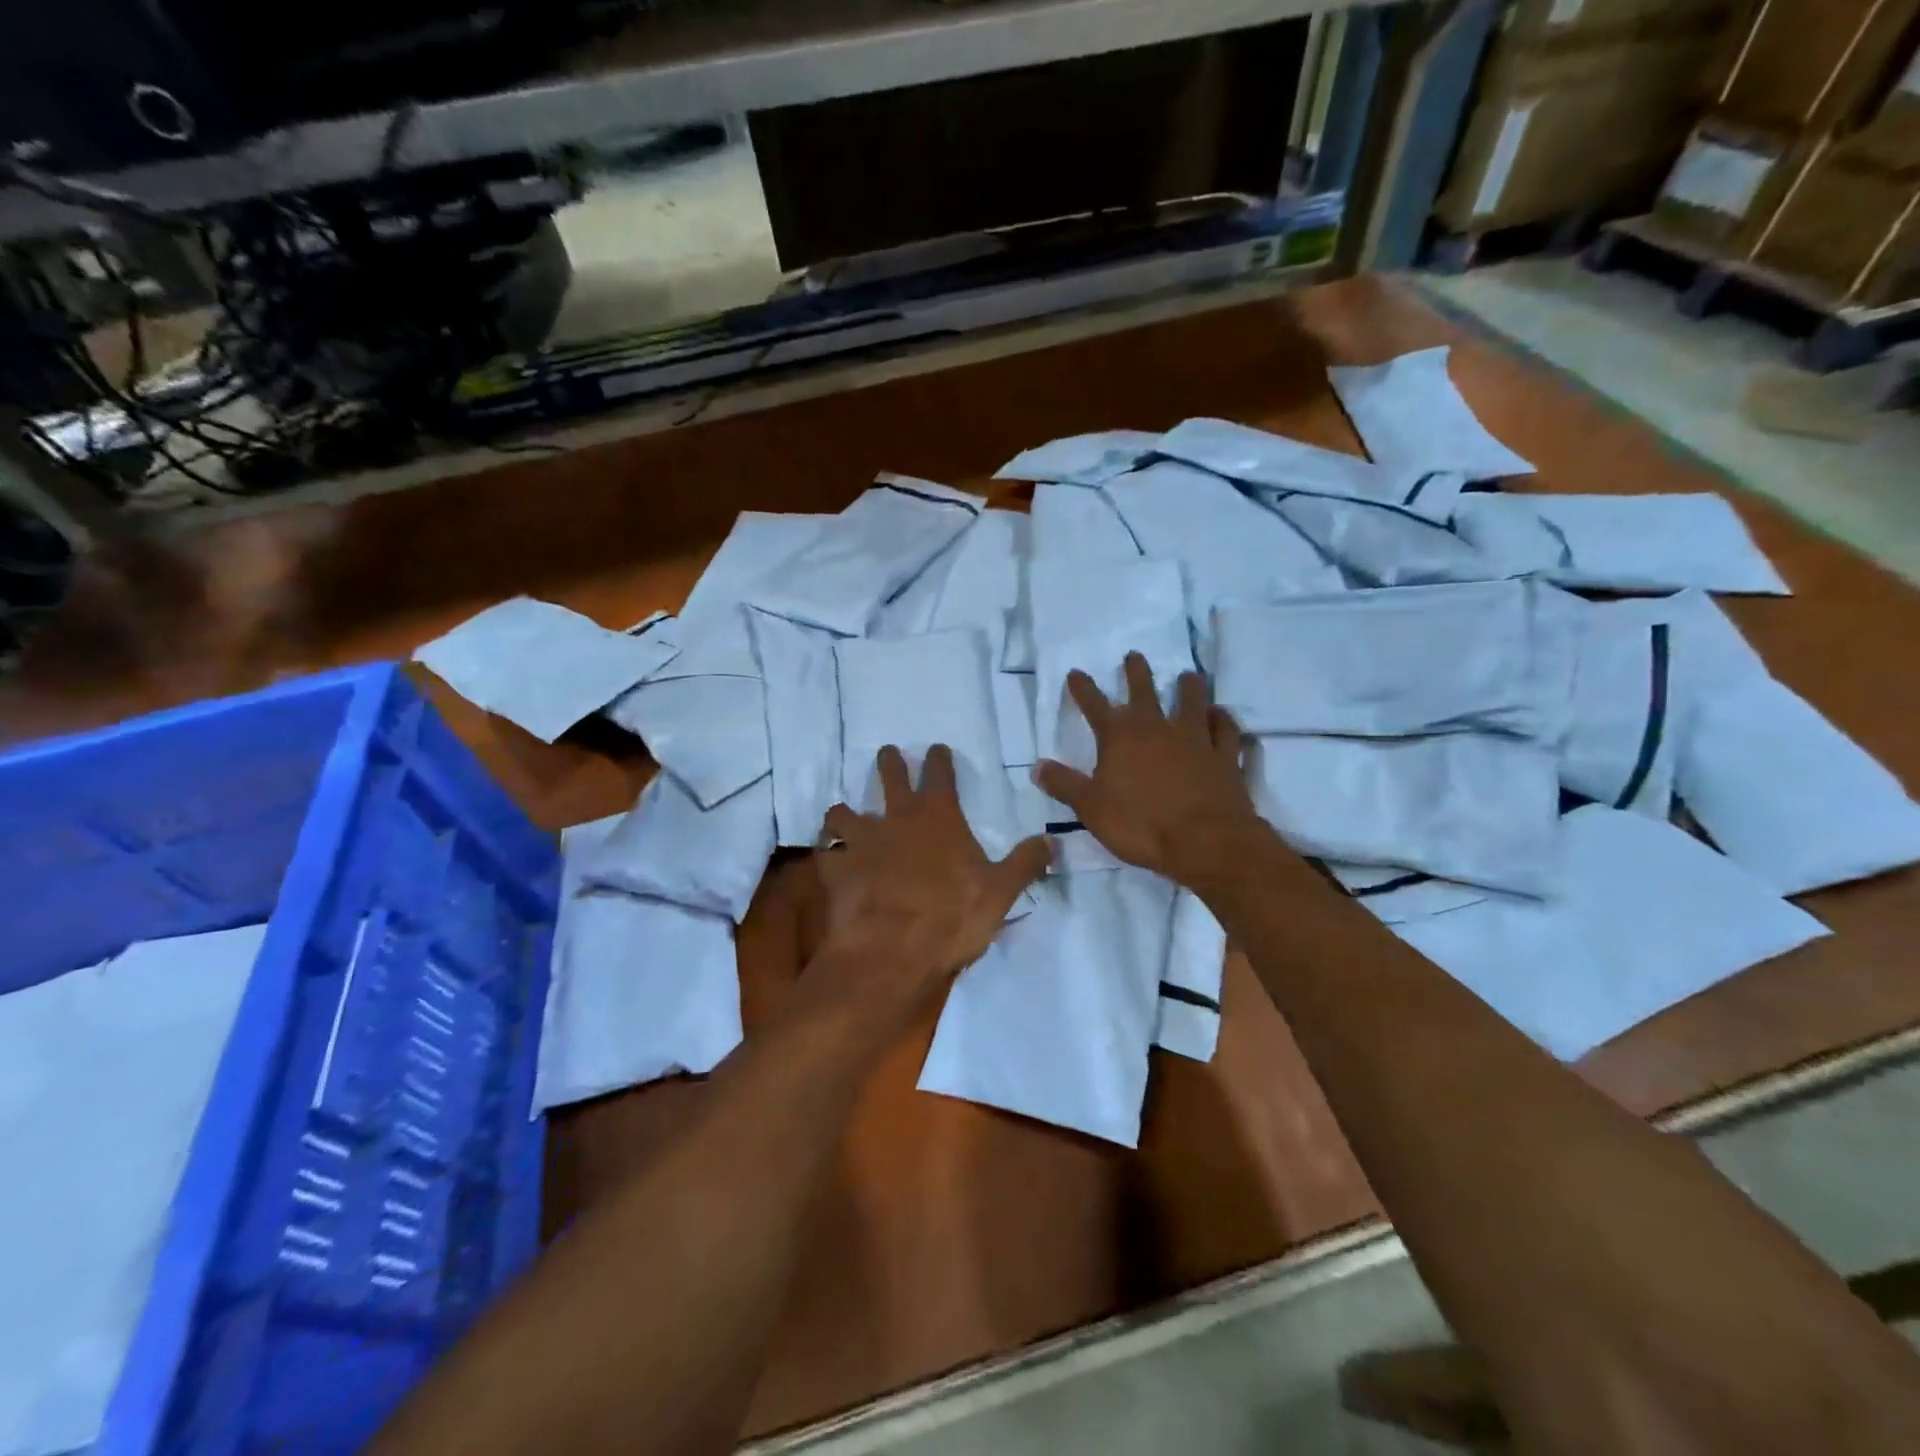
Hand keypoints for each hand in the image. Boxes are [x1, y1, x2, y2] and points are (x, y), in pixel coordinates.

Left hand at [813, 744, 1050, 1020]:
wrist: (891, 952)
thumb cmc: (951, 918)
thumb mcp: (1000, 892)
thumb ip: (1025, 863)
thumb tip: (1052, 840)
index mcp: (939, 817)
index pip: (940, 774)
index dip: (939, 759)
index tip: (937, 748)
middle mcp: (897, 818)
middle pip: (890, 776)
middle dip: (890, 762)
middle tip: (888, 754)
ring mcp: (861, 842)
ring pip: (845, 811)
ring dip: (847, 811)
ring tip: (846, 813)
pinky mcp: (835, 869)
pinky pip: (826, 852)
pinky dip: (828, 853)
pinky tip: (829, 858)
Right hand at [1035, 653, 1264, 886]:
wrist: (1205, 841)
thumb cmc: (1140, 824)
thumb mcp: (1090, 807)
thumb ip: (1064, 784)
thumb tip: (1037, 766)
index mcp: (1120, 737)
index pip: (1095, 705)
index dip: (1083, 688)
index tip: (1075, 673)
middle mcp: (1157, 728)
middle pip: (1145, 691)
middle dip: (1136, 672)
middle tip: (1134, 655)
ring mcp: (1196, 739)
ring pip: (1192, 702)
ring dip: (1188, 688)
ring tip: (1187, 676)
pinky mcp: (1224, 756)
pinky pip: (1226, 730)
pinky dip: (1223, 720)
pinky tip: (1221, 714)